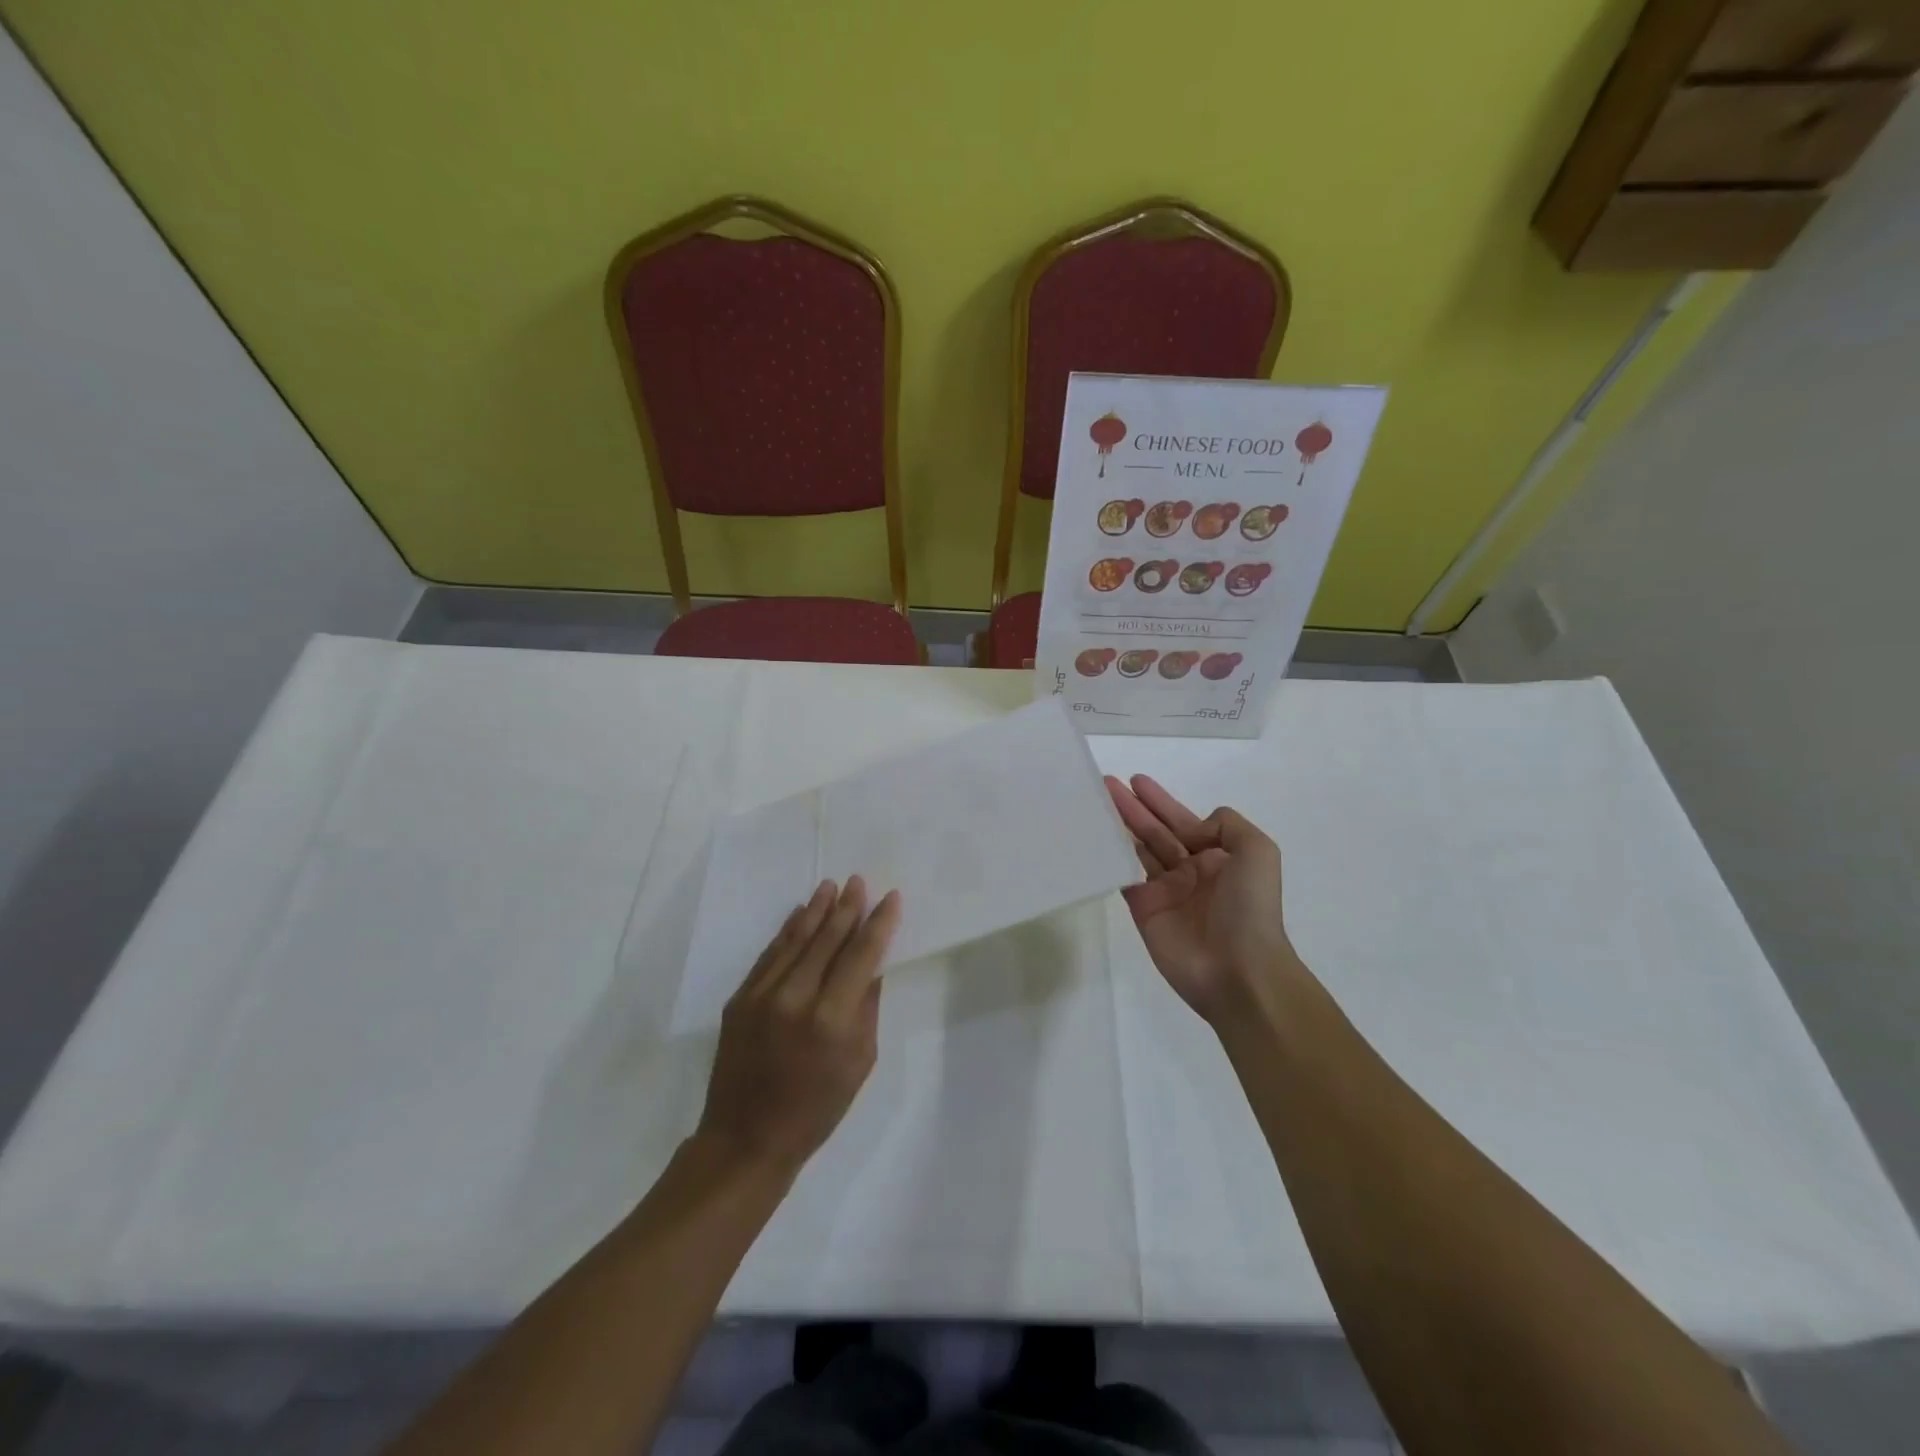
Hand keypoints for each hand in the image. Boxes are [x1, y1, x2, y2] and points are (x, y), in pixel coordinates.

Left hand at [694, 877, 900, 1180]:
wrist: (746, 1139)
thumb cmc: (816, 1108)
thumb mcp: (859, 1062)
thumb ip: (866, 1007)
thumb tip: (872, 964)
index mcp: (832, 1018)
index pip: (862, 955)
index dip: (878, 923)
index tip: (891, 897)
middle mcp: (796, 997)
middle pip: (828, 939)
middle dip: (847, 907)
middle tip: (858, 880)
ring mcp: (762, 995)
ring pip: (795, 939)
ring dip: (816, 910)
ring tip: (830, 885)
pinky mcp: (739, 999)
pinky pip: (770, 955)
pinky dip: (786, 932)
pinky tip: (799, 914)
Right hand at [1105, 774, 1298, 1024]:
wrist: (1238, 969)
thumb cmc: (1249, 907)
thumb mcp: (1257, 852)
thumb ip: (1227, 825)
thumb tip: (1194, 828)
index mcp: (1216, 856)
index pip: (1182, 820)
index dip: (1159, 800)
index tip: (1135, 780)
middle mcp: (1189, 870)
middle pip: (1154, 831)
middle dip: (1132, 808)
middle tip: (1106, 785)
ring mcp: (1164, 891)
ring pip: (1136, 850)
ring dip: (1118, 826)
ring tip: (1095, 804)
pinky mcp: (1143, 909)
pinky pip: (1123, 876)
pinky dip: (1109, 858)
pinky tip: (1094, 838)